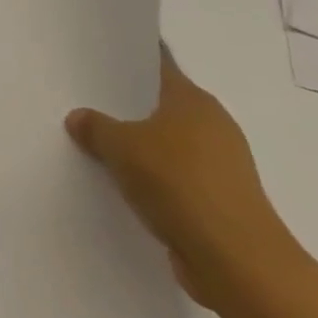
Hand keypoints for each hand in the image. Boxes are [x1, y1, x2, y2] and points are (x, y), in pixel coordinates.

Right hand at [65, 47, 302, 311]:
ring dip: (136, 145)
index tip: (96, 53)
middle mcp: (212, 126)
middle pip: (159, 105)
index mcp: (194, 101)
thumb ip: (95, 127)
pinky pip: (171, 177)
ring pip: (165, 143)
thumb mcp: (121, 147)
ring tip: (92, 142)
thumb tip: (79, 117)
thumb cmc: (180, 185)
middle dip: (124, 105)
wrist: (238, 263)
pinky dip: (149, 177)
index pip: (157, 65)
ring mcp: (218, 166)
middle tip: (81, 97)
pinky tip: (118, 181)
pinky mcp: (216, 201)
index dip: (128, 58)